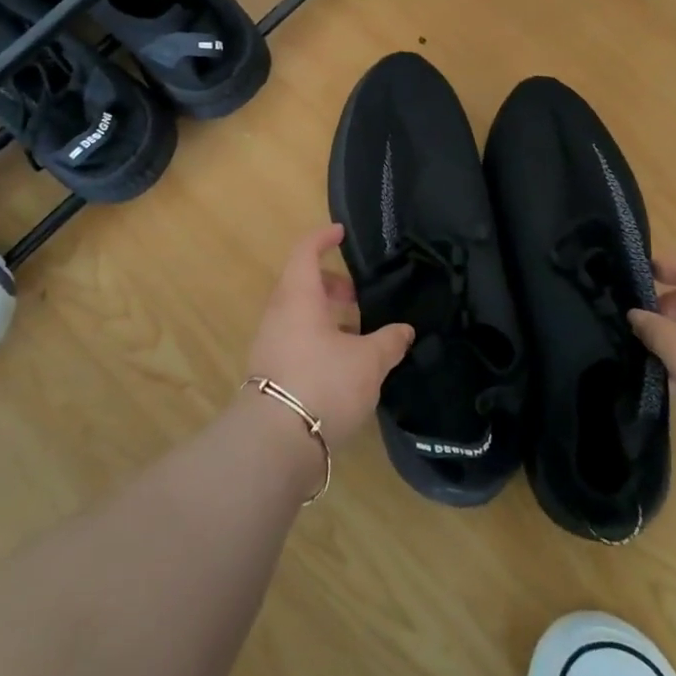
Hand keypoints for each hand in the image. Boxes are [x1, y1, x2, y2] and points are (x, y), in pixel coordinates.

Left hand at [245, 224, 413, 450]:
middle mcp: (279, 313)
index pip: (306, 251)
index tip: (342, 233)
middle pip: (303, 284)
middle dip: (332, 285)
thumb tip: (405, 330)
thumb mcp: (368, 362)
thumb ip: (388, 342)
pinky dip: (319, 340)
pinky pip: (296, 340)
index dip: (323, 238)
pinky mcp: (271, 371)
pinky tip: (344, 366)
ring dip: (328, 317)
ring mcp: (271, 343)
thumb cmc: (323, 383)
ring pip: (300, 315)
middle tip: (359, 298)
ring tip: (359, 336)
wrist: (275, 442)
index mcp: (298, 296)